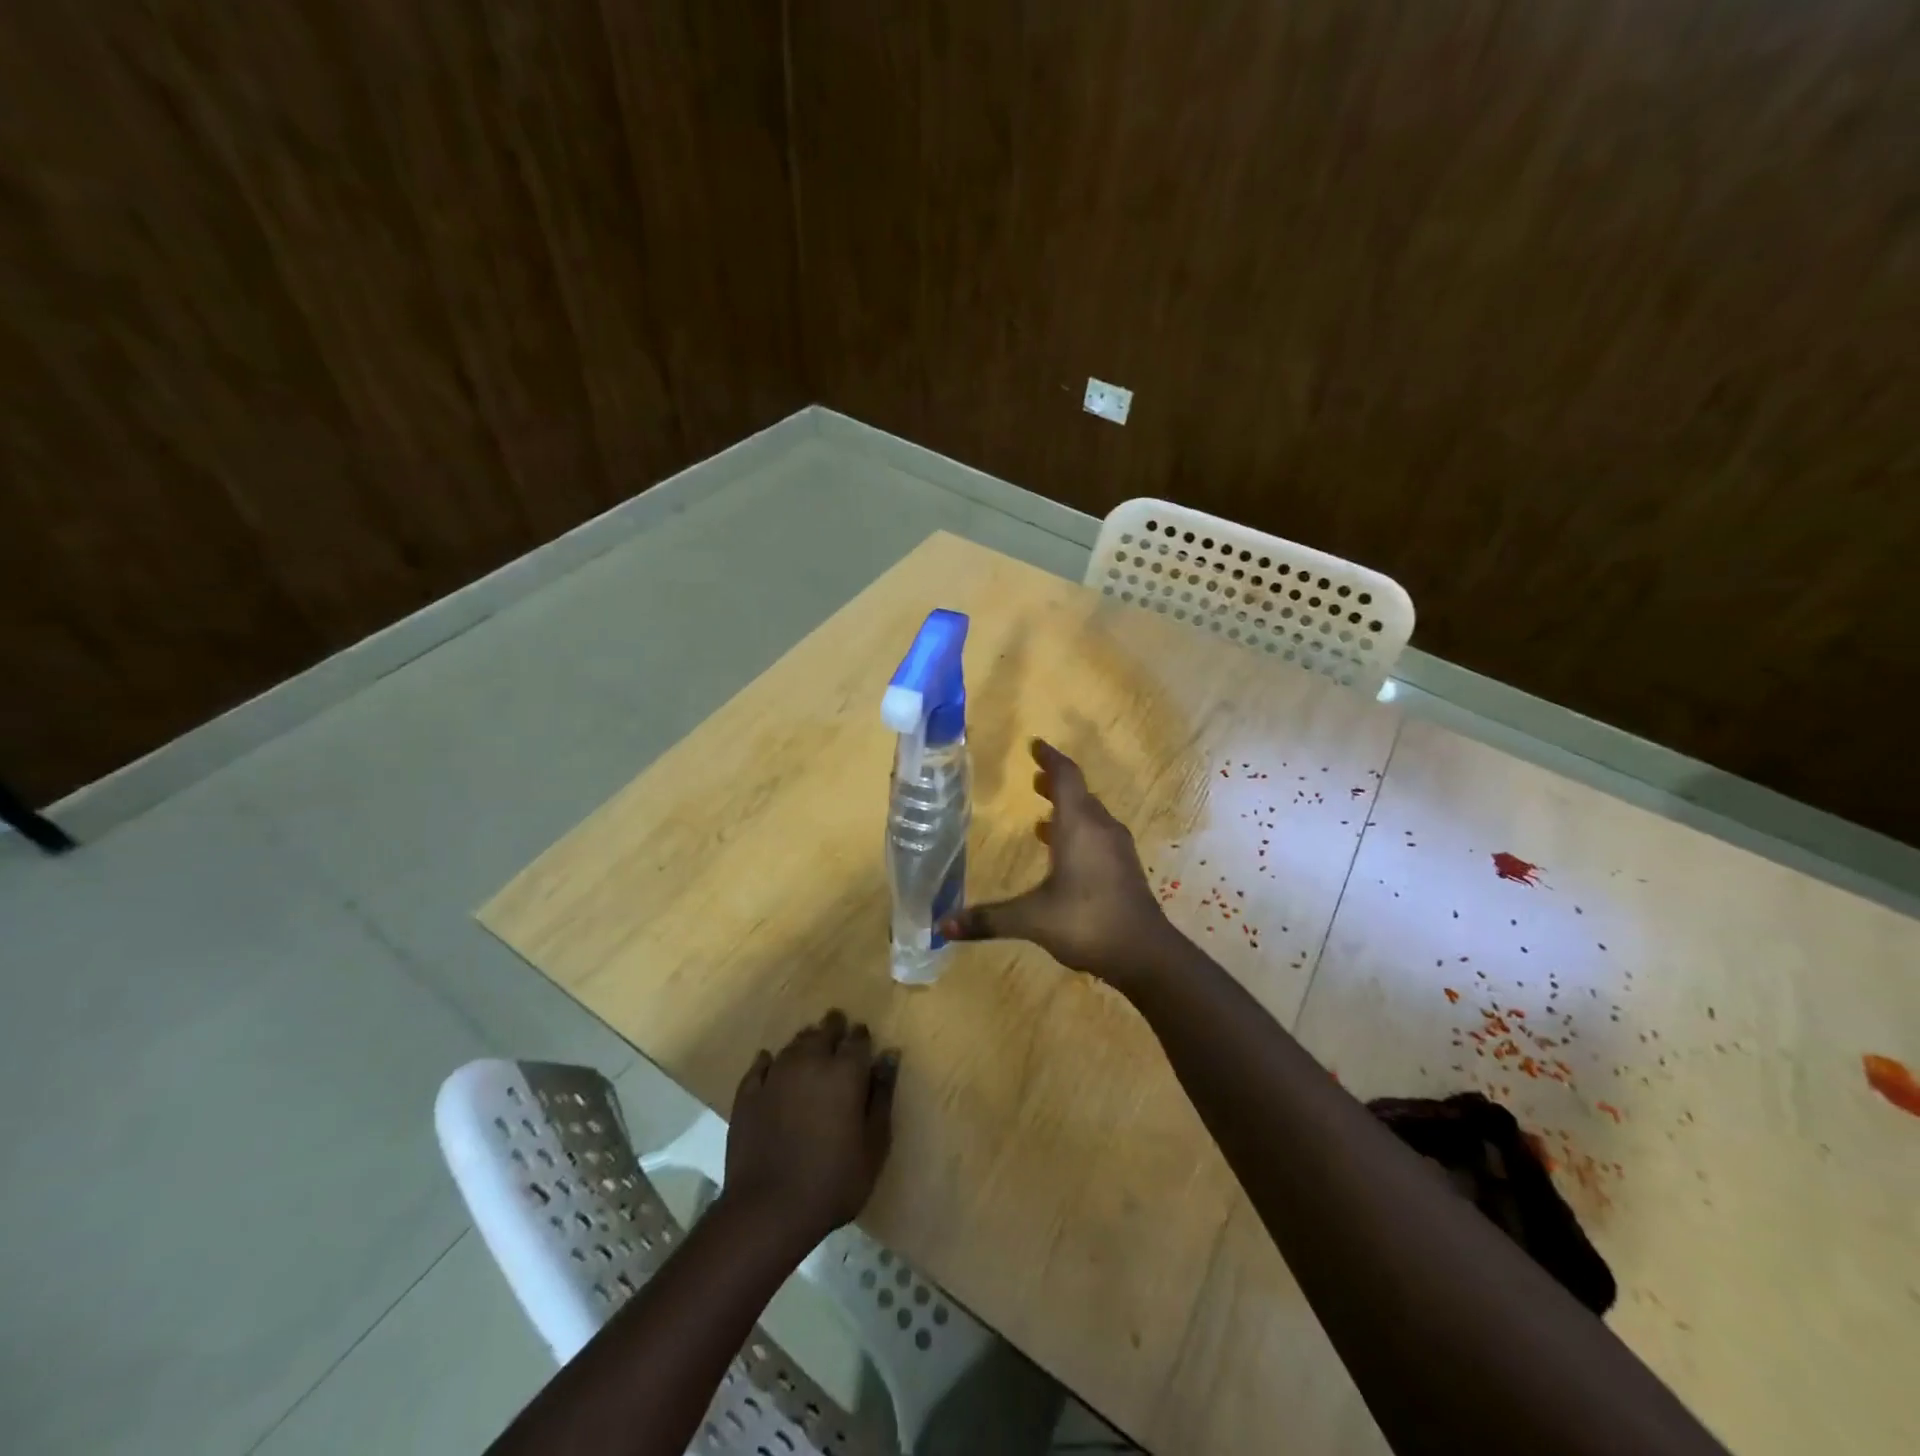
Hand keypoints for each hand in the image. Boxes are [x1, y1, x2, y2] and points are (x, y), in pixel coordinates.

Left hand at [723, 1010, 898, 1243]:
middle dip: (834, 1027)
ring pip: (794, 1044)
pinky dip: (770, 1061)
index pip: (857, 1039)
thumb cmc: (833, 1181)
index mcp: (845, 1072)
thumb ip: (882, 1095)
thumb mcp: (874, 1144)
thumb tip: (889, 1055)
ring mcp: (775, 1075)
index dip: (861, 1036)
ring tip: (811, 1047)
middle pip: (823, 1031)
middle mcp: (810, 1062)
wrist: (768, 1210)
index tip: (863, 1037)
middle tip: (838, 1029)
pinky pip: (761, 1065)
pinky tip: (771, 1064)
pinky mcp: (748, 1094)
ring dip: (806, 1042)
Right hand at [941, 738, 1174, 988]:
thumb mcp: (1031, 919)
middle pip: (1080, 794)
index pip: (1066, 777)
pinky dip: (1079, 832)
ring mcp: (1117, 849)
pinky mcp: (1124, 869)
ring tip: (1042, 817)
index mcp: (1079, 826)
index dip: (1050, 759)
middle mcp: (1100, 829)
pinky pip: (1098, 836)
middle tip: (1035, 778)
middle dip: (1056, 783)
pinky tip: (1064, 855)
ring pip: (1091, 816)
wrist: (1144, 953)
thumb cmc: (1086, 922)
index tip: (1035, 745)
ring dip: (1068, 809)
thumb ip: (988, 919)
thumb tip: (942, 926)